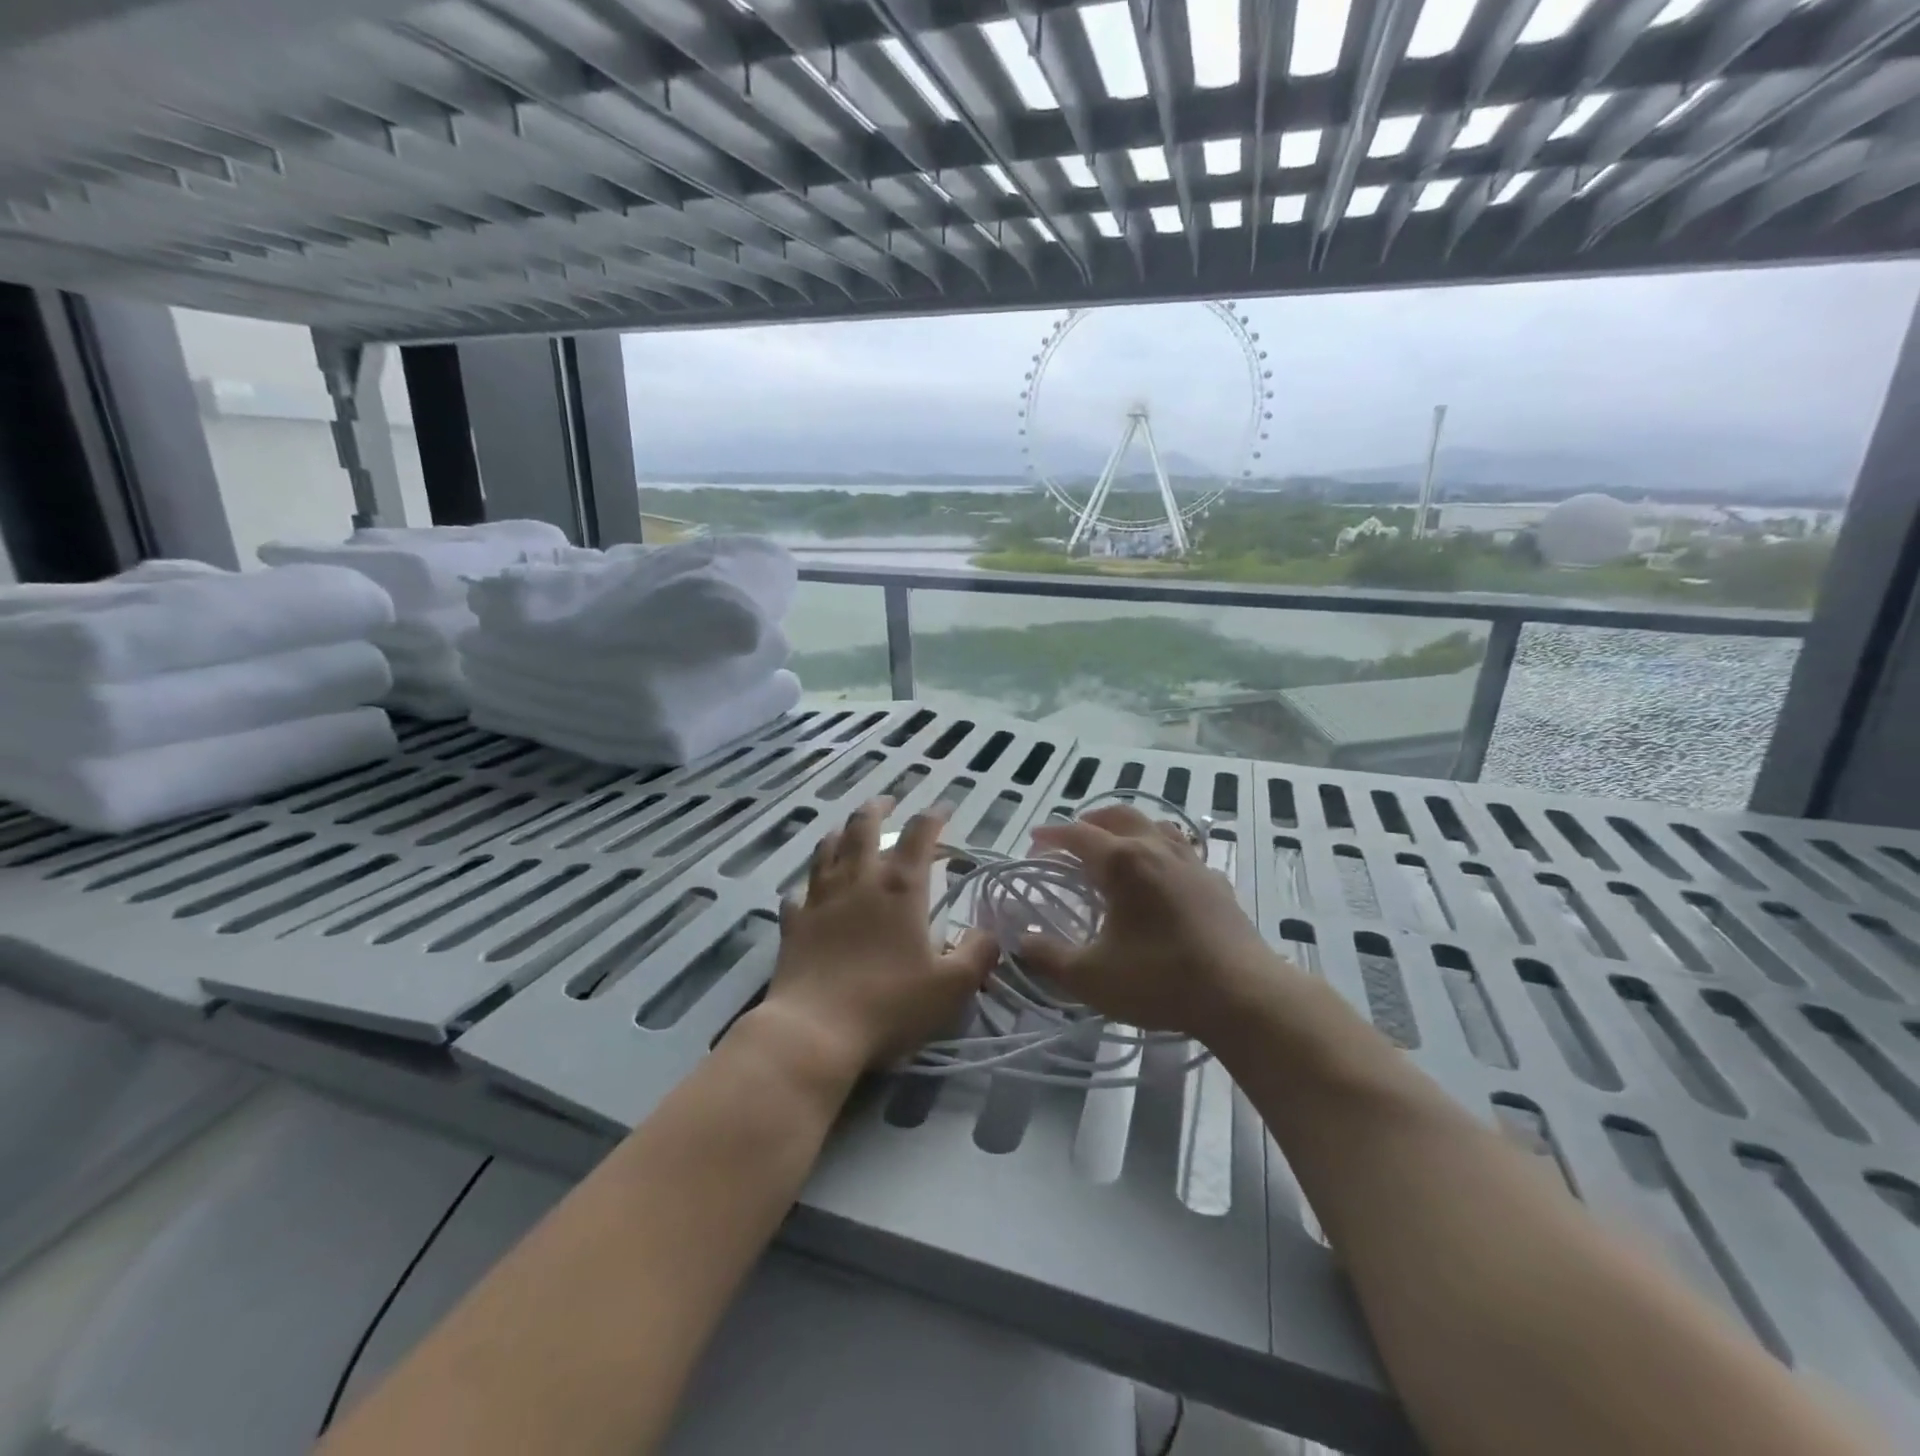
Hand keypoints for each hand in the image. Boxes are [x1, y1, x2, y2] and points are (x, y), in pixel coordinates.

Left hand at [759, 797, 997, 1074]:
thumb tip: (990, 933)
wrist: (815, 1031)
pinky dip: (808, 887)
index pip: (919, 833)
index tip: (944, 809)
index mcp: (900, 888)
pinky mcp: (794, 923)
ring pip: (827, 848)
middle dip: (879, 808)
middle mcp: (859, 880)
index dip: (934, 815)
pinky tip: (810, 893)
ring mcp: (821, 898)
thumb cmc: (890, 1005)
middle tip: (888, 803)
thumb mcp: (952, 987)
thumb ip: (977, 954)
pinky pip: (797, 893)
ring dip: (841, 832)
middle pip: (864, 826)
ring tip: (849, 831)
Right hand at [1019, 805, 1293, 1042]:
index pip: (1078, 834)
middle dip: (1090, 820)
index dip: (1052, 835)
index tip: (1034, 842)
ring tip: (1116, 846)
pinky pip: (1184, 851)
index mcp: (1122, 863)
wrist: (1242, 995)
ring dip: (1129, 828)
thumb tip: (1021, 941)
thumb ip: (1049, 957)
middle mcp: (1156, 849)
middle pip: (1119, 816)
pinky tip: (1163, 876)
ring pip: (1156, 825)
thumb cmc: (1159, 980)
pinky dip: (1163, 851)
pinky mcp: (1216, 882)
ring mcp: (1191, 863)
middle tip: (1072, 838)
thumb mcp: (1091, 977)